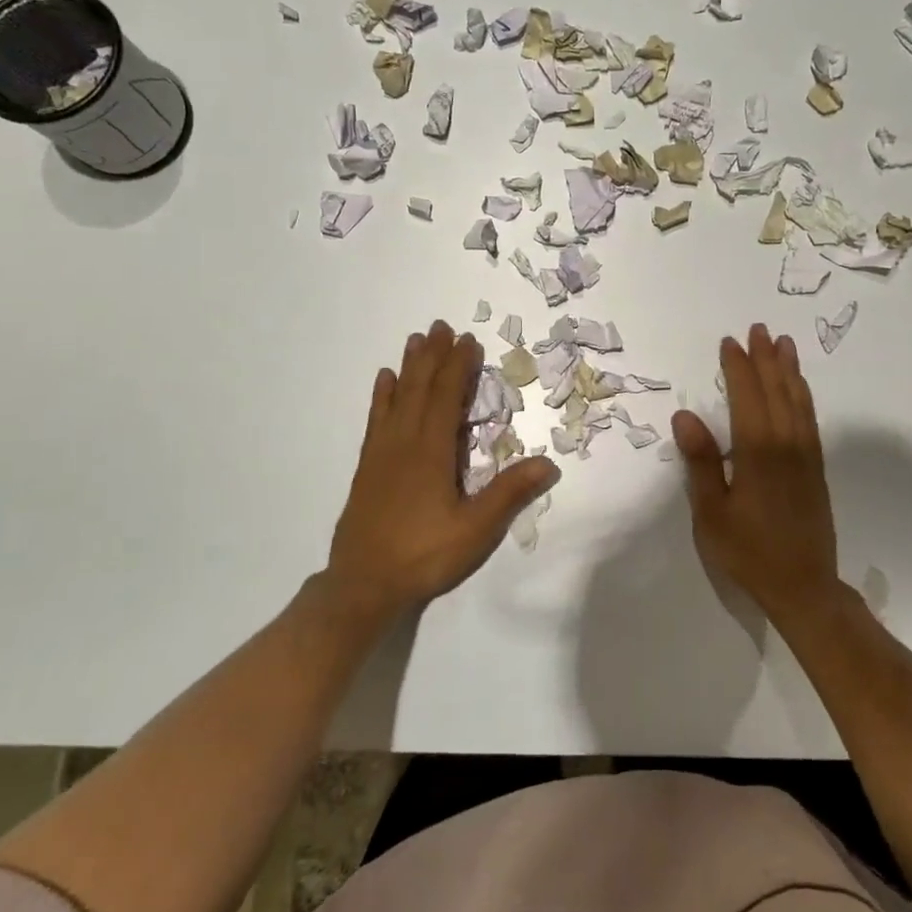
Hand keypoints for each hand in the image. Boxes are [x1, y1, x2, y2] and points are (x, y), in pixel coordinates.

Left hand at [325, 320, 558, 623]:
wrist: (363, 585)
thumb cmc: (423, 555)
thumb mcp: (475, 530)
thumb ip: (509, 494)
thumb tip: (549, 463)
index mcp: (431, 452)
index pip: (447, 397)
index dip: (458, 366)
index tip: (468, 340)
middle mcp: (404, 442)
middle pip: (420, 388)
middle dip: (433, 356)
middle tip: (441, 326)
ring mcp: (382, 453)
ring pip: (396, 398)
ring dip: (408, 367)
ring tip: (415, 340)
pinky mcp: (368, 467)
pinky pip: (376, 419)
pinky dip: (382, 396)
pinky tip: (384, 381)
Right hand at [673, 324, 840, 625]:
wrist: (804, 586)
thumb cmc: (749, 552)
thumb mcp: (712, 512)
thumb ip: (701, 462)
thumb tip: (685, 415)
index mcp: (758, 452)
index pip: (746, 396)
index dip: (737, 367)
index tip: (729, 342)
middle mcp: (786, 444)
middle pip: (776, 390)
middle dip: (765, 358)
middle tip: (758, 329)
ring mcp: (806, 455)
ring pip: (797, 400)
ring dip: (789, 370)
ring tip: (784, 343)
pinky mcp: (816, 467)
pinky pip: (809, 418)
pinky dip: (803, 395)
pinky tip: (799, 388)